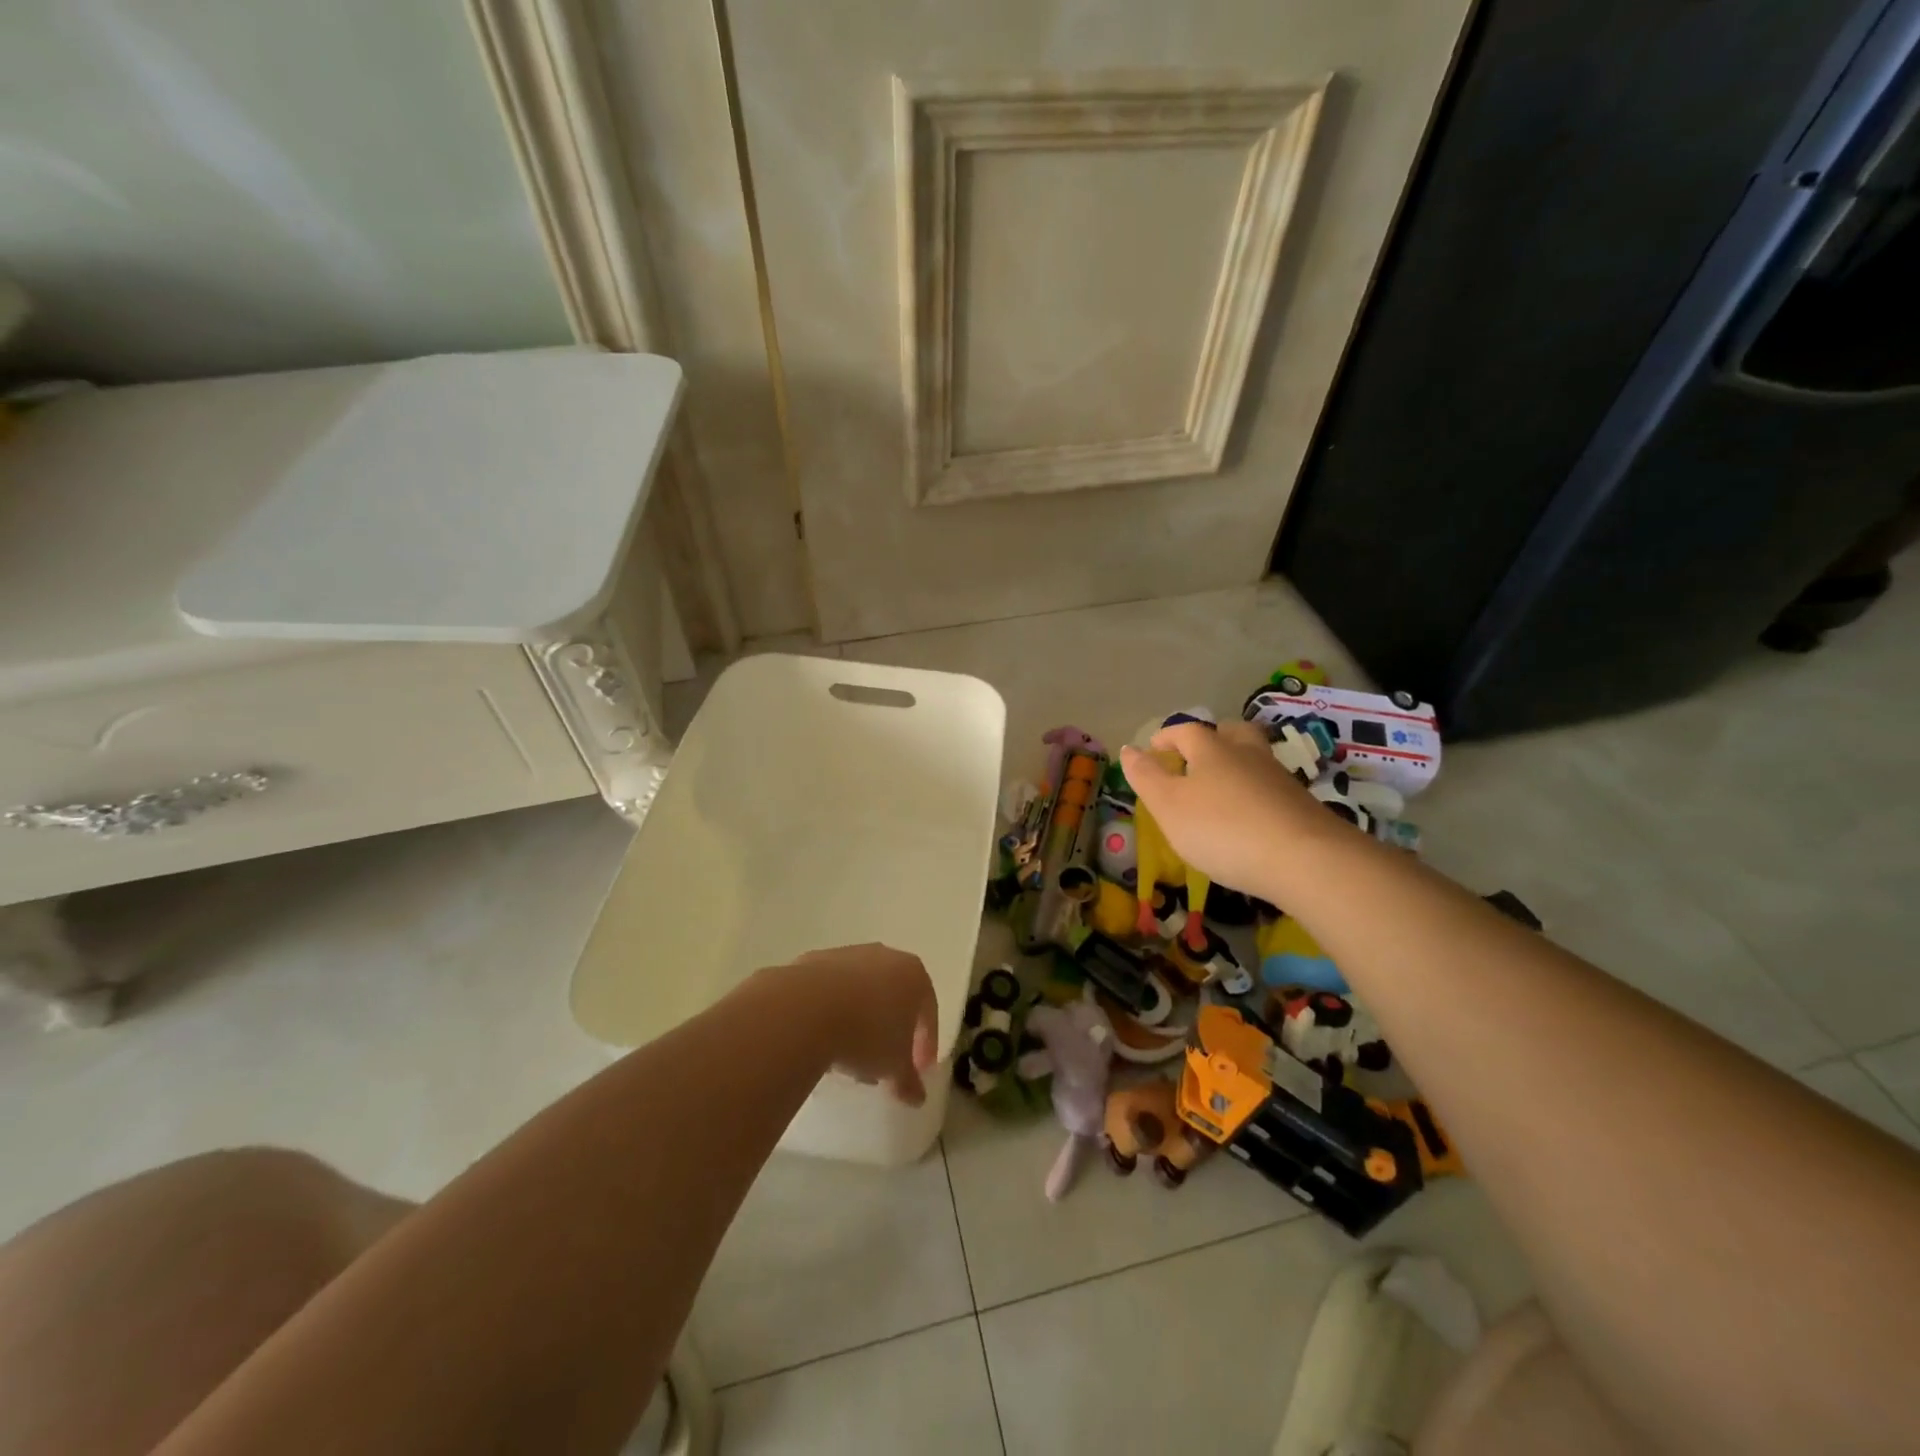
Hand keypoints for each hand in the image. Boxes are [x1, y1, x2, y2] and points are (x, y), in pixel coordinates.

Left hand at [782, 944, 938, 1105]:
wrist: (807, 1007)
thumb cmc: (867, 1034)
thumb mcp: (894, 1066)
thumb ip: (908, 1080)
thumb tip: (916, 1096)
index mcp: (914, 975)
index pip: (928, 1011)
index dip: (925, 1044)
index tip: (917, 1070)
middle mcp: (885, 957)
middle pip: (894, 998)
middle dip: (890, 1032)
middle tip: (883, 1064)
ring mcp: (849, 955)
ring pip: (862, 993)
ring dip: (861, 1022)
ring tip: (849, 1058)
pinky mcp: (816, 960)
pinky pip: (833, 991)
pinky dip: (834, 1012)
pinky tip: (824, 1039)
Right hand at [1120, 720, 1336, 901]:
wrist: (1305, 859)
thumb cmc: (1222, 829)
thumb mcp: (1169, 806)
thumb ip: (1146, 777)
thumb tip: (1129, 749)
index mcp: (1212, 750)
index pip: (1186, 731)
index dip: (1167, 737)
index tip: (1153, 749)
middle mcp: (1248, 755)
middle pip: (1232, 733)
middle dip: (1212, 739)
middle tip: (1196, 757)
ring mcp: (1279, 779)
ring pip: (1254, 759)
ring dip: (1236, 766)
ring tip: (1220, 790)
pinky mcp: (1301, 806)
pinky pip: (1270, 788)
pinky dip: (1254, 794)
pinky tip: (1248, 817)